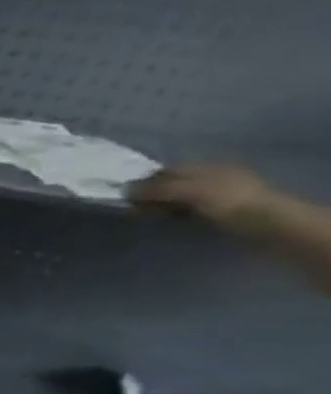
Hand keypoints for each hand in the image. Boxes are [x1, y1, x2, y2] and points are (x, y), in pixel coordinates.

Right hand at [129, 164, 279, 238]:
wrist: (268, 226)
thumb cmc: (229, 202)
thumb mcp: (190, 191)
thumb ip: (157, 189)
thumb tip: (124, 190)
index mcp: (207, 167)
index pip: (167, 170)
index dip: (145, 180)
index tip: (124, 194)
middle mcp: (211, 178)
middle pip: (172, 184)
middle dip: (151, 194)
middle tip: (130, 208)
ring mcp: (217, 197)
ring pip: (178, 198)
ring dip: (160, 206)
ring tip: (144, 216)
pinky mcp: (218, 214)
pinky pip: (187, 211)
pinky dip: (172, 215)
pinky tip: (165, 222)